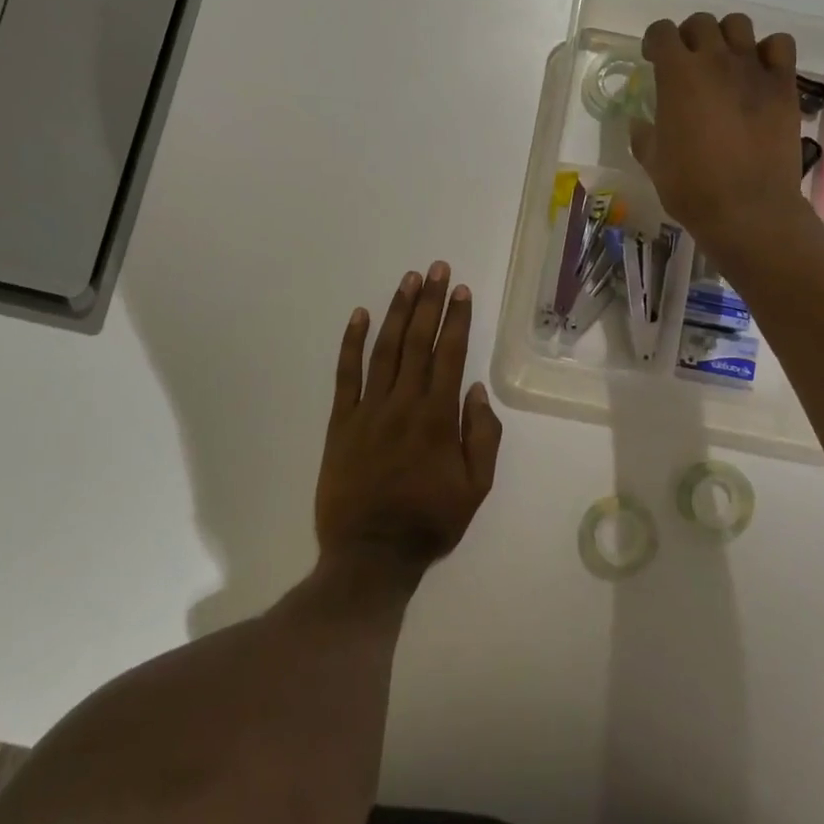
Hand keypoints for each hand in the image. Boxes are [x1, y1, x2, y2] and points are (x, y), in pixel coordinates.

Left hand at [315, 263, 502, 588]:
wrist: (370, 555)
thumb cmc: (429, 522)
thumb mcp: (476, 488)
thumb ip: (482, 436)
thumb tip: (477, 390)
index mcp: (438, 418)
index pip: (450, 355)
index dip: (457, 319)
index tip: (461, 290)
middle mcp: (404, 403)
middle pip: (418, 342)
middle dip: (430, 302)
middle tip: (437, 269)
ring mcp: (368, 410)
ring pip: (385, 349)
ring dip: (397, 312)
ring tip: (408, 280)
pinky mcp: (340, 421)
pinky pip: (345, 374)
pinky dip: (351, 342)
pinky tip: (359, 315)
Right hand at [632, 12, 818, 266]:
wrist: (748, 209)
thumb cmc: (691, 187)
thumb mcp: (653, 162)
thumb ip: (644, 135)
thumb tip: (639, 124)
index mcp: (677, 75)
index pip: (661, 32)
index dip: (654, 42)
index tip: (652, 59)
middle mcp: (715, 61)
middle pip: (700, 23)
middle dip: (688, 37)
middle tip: (687, 63)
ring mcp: (754, 69)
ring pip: (739, 25)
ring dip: (726, 37)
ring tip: (723, 62)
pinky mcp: (784, 85)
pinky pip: (779, 45)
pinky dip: (767, 51)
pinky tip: (759, 72)